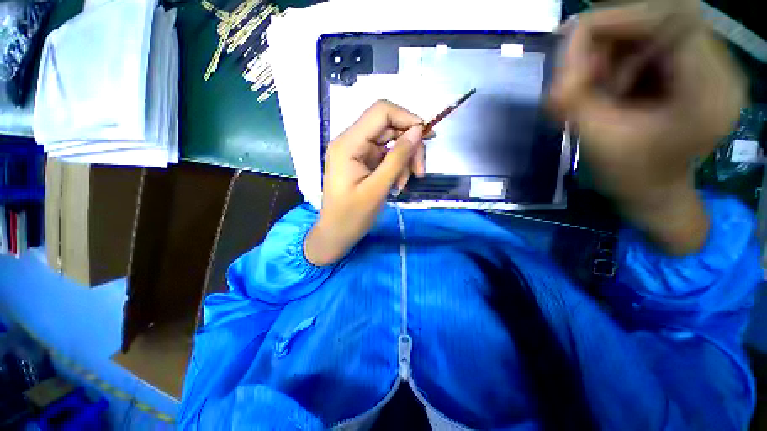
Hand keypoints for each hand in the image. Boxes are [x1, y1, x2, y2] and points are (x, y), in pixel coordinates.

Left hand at [305, 100, 425, 265]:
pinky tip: (397, 184)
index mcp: (348, 144)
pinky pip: (386, 156)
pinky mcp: (362, 162)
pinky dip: (396, 167)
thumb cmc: (352, 216)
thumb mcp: (377, 188)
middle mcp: (351, 141)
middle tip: (419, 171)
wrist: (336, 234)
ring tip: (404, 183)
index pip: (381, 112)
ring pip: (390, 142)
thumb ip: (397, 158)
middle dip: (409, 146)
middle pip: (389, 127)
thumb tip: (418, 131)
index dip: (407, 118)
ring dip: (404, 160)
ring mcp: (357, 152)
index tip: (427, 137)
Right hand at [550, 1, 745, 253]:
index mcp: (708, 92)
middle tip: (578, 68)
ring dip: (614, 51)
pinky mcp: (694, 70)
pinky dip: (622, 58)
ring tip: (592, 85)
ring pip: (654, 30)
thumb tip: (558, 56)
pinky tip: (609, 86)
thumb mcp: (597, 139)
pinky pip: (654, 45)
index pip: (674, 20)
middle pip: (663, 19)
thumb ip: (574, 97)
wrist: (654, 193)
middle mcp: (719, 70)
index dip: (620, 18)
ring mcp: (709, 67)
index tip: (573, 34)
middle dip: (612, 37)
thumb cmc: (631, 177)